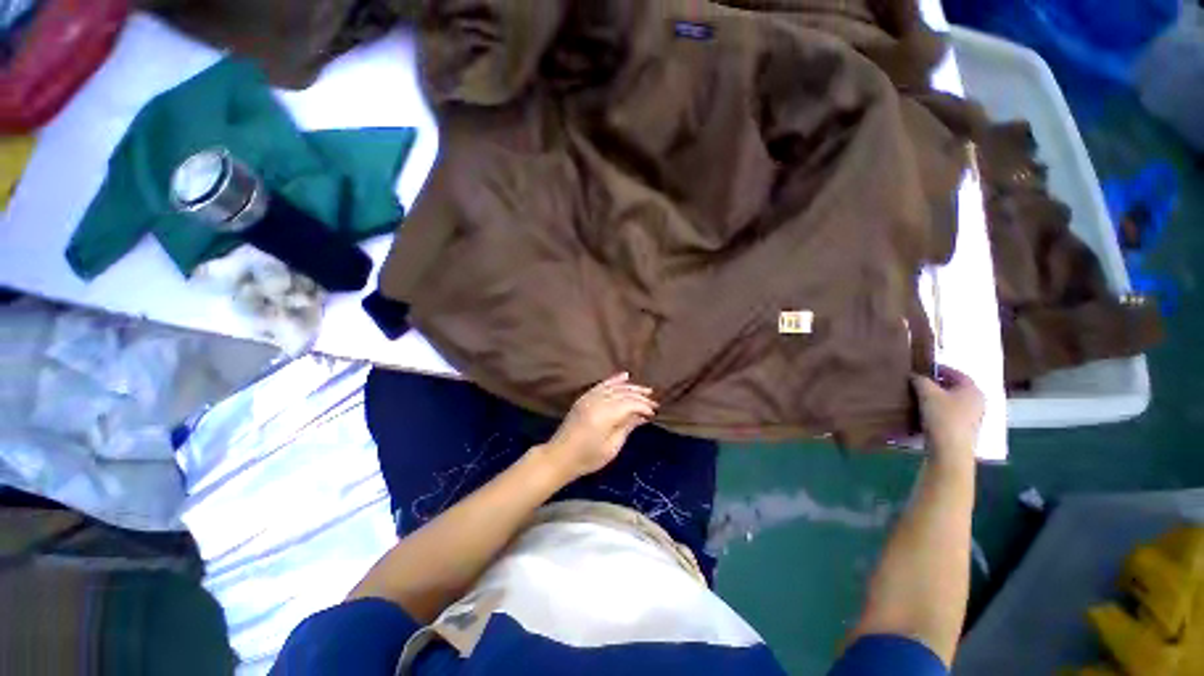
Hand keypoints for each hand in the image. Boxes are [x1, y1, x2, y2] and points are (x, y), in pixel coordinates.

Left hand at [540, 373, 656, 480]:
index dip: (643, 406)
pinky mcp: (584, 398)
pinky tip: (625, 376)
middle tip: (654, 401)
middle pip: (623, 393)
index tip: (654, 413)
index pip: (629, 404)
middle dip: (640, 396)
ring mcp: (589, 398)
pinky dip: (614, 380)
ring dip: (630, 387)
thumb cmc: (587, 458)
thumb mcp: (612, 447)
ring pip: (614, 387)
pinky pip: (601, 385)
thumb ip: (627, 427)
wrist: (559, 456)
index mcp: (604, 416)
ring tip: (645, 390)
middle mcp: (597, 402)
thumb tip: (642, 416)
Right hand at [912, 365, 983, 464]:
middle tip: (920, 381)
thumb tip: (915, 375)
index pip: (956, 373)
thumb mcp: (927, 393)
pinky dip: (942, 409)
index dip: (940, 368)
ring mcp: (974, 416)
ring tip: (921, 396)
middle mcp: (978, 400)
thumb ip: (921, 380)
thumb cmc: (943, 417)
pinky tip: (928, 412)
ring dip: (940, 397)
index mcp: (972, 389)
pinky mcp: (966, 428)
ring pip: (955, 400)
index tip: (924, 367)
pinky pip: (953, 412)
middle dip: (939, 383)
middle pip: (956, 387)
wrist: (950, 450)